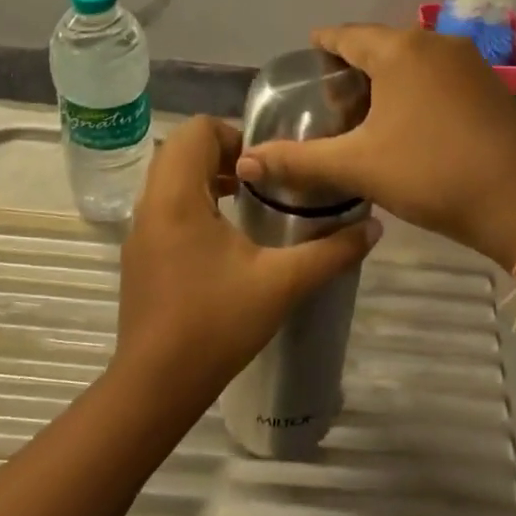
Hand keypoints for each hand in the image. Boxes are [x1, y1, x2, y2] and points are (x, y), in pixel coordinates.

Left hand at [112, 116, 379, 420]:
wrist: (155, 386)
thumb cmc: (216, 325)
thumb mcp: (282, 284)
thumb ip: (331, 252)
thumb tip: (374, 227)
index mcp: (178, 196)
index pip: (197, 130)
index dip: (236, 135)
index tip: (269, 165)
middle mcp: (151, 203)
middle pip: (182, 148)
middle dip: (225, 153)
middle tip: (265, 180)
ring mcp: (140, 229)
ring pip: (171, 176)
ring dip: (209, 176)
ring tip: (250, 202)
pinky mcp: (140, 253)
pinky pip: (165, 204)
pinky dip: (194, 200)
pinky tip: (227, 238)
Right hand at [235, 25, 515, 268]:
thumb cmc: (433, 172)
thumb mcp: (358, 167)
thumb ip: (298, 161)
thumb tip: (245, 163)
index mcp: (400, 50)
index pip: (348, 35)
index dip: (324, 44)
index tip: (307, 56)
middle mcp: (435, 43)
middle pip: (382, 45)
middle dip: (354, 65)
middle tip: (328, 96)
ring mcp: (470, 64)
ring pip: (414, 61)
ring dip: (387, 78)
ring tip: (364, 111)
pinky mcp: (491, 88)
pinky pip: (439, 77)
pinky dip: (416, 90)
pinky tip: (409, 122)